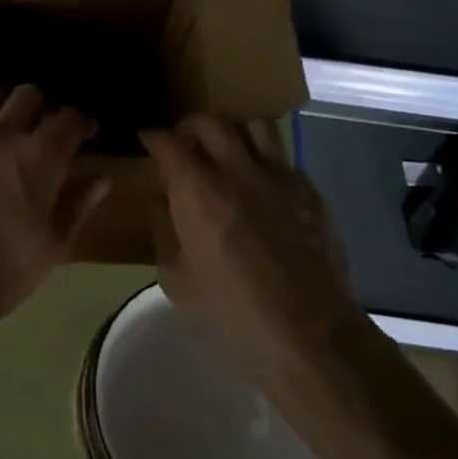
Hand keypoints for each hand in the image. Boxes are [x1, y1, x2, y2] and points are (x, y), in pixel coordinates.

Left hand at [0, 84, 109, 325]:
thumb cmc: (4, 269)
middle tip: (46, 132)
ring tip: (8, 128)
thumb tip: (100, 180)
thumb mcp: (53, 244)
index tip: (87, 134)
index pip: (69, 118)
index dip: (82, 122)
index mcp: (39, 155)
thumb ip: (77, 204)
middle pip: (28, 95)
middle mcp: (2, 134)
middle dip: (44, 108)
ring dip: (5, 106)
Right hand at [141, 115, 364, 381]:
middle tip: (183, 145)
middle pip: (209, 122)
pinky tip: (260, 188)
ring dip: (233, 134)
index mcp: (198, 192)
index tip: (146, 142)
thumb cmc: (232, 312)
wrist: (311, 336)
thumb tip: (163, 202)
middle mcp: (238, 171)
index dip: (152, 137)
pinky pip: (282, 158)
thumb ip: (164, 230)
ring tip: (226, 155)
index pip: (167, 142)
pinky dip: (264, 161)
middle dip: (189, 127)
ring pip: (253, 126)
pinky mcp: (310, 192)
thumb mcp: (176, 280)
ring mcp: (279, 178)